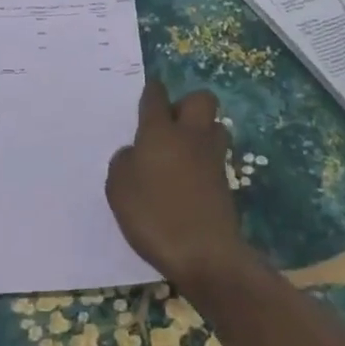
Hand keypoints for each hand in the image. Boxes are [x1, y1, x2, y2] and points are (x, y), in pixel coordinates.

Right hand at [106, 80, 252, 291]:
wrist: (205, 254)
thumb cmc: (154, 215)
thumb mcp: (118, 189)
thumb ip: (123, 162)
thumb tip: (134, 153)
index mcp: (159, 131)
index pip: (156, 96)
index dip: (151, 91)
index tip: (148, 94)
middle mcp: (189, 135)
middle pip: (200, 99)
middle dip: (187, 104)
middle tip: (170, 125)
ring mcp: (212, 158)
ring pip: (215, 126)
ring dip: (202, 131)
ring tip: (183, 151)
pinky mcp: (226, 182)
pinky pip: (217, 157)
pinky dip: (206, 160)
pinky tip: (190, 178)